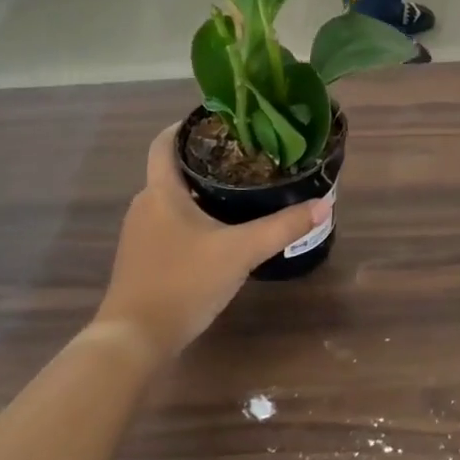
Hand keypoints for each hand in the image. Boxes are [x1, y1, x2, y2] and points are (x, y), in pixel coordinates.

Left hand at [94, 127, 329, 363]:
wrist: (135, 339)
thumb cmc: (184, 282)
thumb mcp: (241, 252)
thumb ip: (283, 227)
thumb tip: (323, 204)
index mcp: (160, 192)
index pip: (164, 143)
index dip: (187, 126)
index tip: (218, 120)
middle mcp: (144, 206)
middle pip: (171, 171)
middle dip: (205, 162)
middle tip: (245, 158)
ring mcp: (139, 235)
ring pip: (171, 201)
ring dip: (199, 193)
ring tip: (239, 192)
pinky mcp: (143, 260)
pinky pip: (169, 226)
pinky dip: (192, 220)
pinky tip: (219, 234)